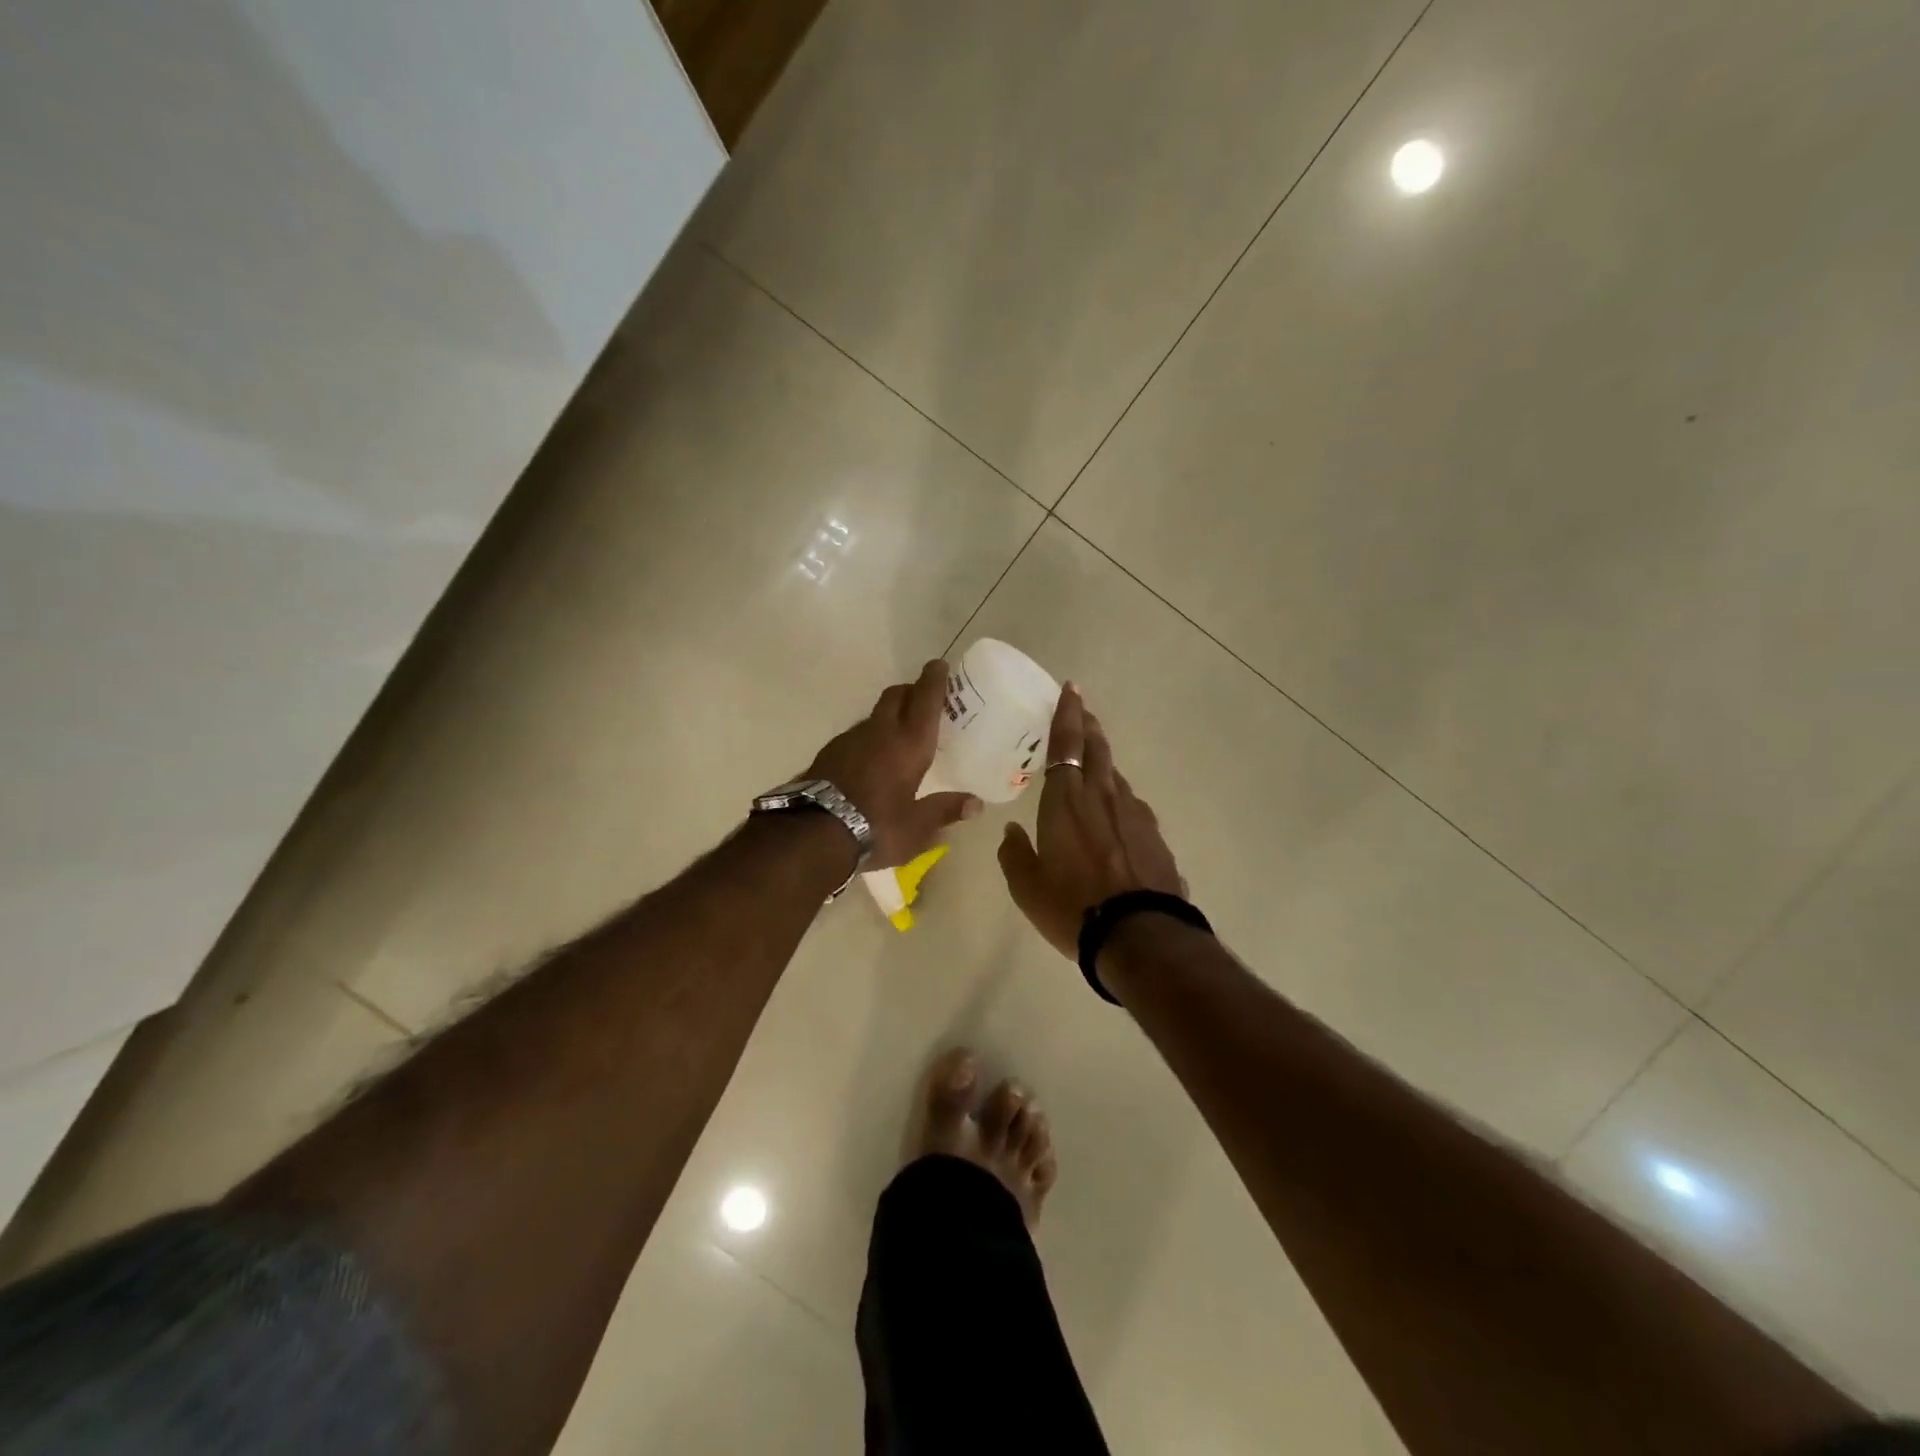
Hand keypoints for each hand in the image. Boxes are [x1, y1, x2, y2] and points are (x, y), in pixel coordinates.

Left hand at [806, 660, 982, 868]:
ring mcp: (850, 739)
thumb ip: (945, 810)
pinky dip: (870, 737)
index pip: (925, 700)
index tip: (939, 665)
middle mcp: (880, 732)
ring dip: (889, 715)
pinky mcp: (829, 752)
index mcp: (909, 744)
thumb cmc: (876, 826)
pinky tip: (871, 758)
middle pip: (896, 696)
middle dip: (911, 690)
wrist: (813, 834)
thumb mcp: (917, 827)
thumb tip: (977, 804)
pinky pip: (857, 735)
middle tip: (924, 699)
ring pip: (875, 715)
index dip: (934, 680)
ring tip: (899, 733)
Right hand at [998, 684, 1185, 958]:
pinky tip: (1117, 816)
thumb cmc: (1072, 907)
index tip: (1071, 689)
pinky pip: (1132, 806)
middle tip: (1083, 712)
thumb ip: (1015, 853)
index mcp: (1066, 801)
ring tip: (1094, 765)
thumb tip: (1013, 832)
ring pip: (1116, 777)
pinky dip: (1119, 799)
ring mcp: (1135, 815)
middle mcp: (1103, 797)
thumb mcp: (1027, 886)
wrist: (1140, 935)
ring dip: (1104, 763)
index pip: (1065, 744)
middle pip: (1097, 749)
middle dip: (1088, 726)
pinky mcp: (1155, 836)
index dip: (1067, 714)